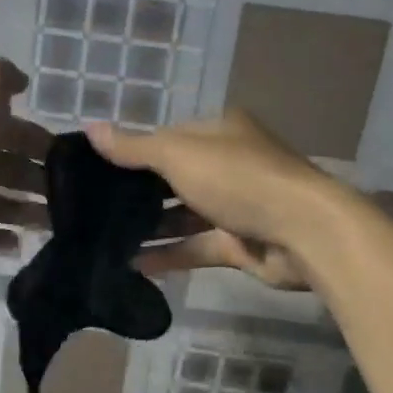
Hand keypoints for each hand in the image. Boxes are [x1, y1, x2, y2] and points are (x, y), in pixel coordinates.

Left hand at [0, 56, 51, 262]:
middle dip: (34, 179)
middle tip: (67, 196)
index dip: (38, 139)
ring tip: (48, 223)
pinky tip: (17, 244)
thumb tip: (19, 81)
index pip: (9, 127)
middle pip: (2, 166)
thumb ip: (1, 74)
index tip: (69, 158)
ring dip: (20, 211)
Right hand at [86, 111, 339, 289]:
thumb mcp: (178, 155)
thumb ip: (134, 147)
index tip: (97, 170)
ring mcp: (236, 206)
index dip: (134, 151)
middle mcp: (229, 164)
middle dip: (138, 193)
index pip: (168, 138)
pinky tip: (133, 265)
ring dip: (151, 227)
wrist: (302, 231)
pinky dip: (169, 255)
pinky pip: (196, 247)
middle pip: (174, 177)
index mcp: (219, 133)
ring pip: (184, 215)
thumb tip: (89, 128)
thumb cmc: (238, 179)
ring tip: (106, 239)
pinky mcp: (239, 243)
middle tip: (95, 209)